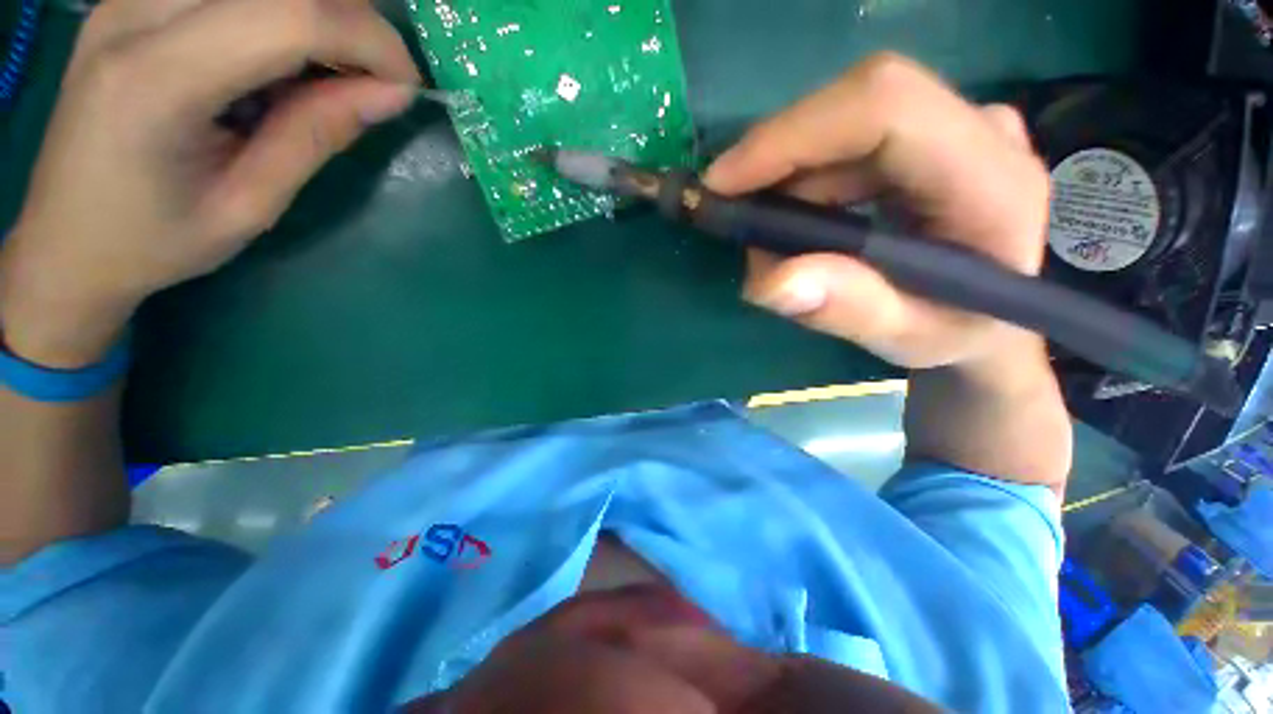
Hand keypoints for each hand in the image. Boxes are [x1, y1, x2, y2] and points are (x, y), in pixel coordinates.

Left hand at [0, 0, 419, 366]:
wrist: (66, 240)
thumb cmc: (155, 240)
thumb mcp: (251, 204)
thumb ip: (317, 136)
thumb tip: (391, 94)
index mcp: (157, 80)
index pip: (290, 15)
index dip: (368, 39)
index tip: (406, 84)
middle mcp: (136, 14)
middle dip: (349, 20)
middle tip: (373, 78)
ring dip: (315, 16)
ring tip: (330, 71)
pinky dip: (277, 15)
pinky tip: (280, 58)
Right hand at [704, 53, 1050, 374]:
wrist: (989, 317)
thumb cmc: (957, 335)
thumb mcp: (906, 340)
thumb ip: (849, 311)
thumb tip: (771, 282)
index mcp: (992, 183)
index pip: (887, 110)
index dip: (792, 135)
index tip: (722, 184)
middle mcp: (980, 132)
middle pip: (855, 104)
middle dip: (777, 159)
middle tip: (735, 217)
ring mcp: (954, 125)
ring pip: (842, 118)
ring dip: (785, 176)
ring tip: (770, 238)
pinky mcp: (927, 134)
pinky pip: (844, 136)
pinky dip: (801, 177)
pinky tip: (794, 221)